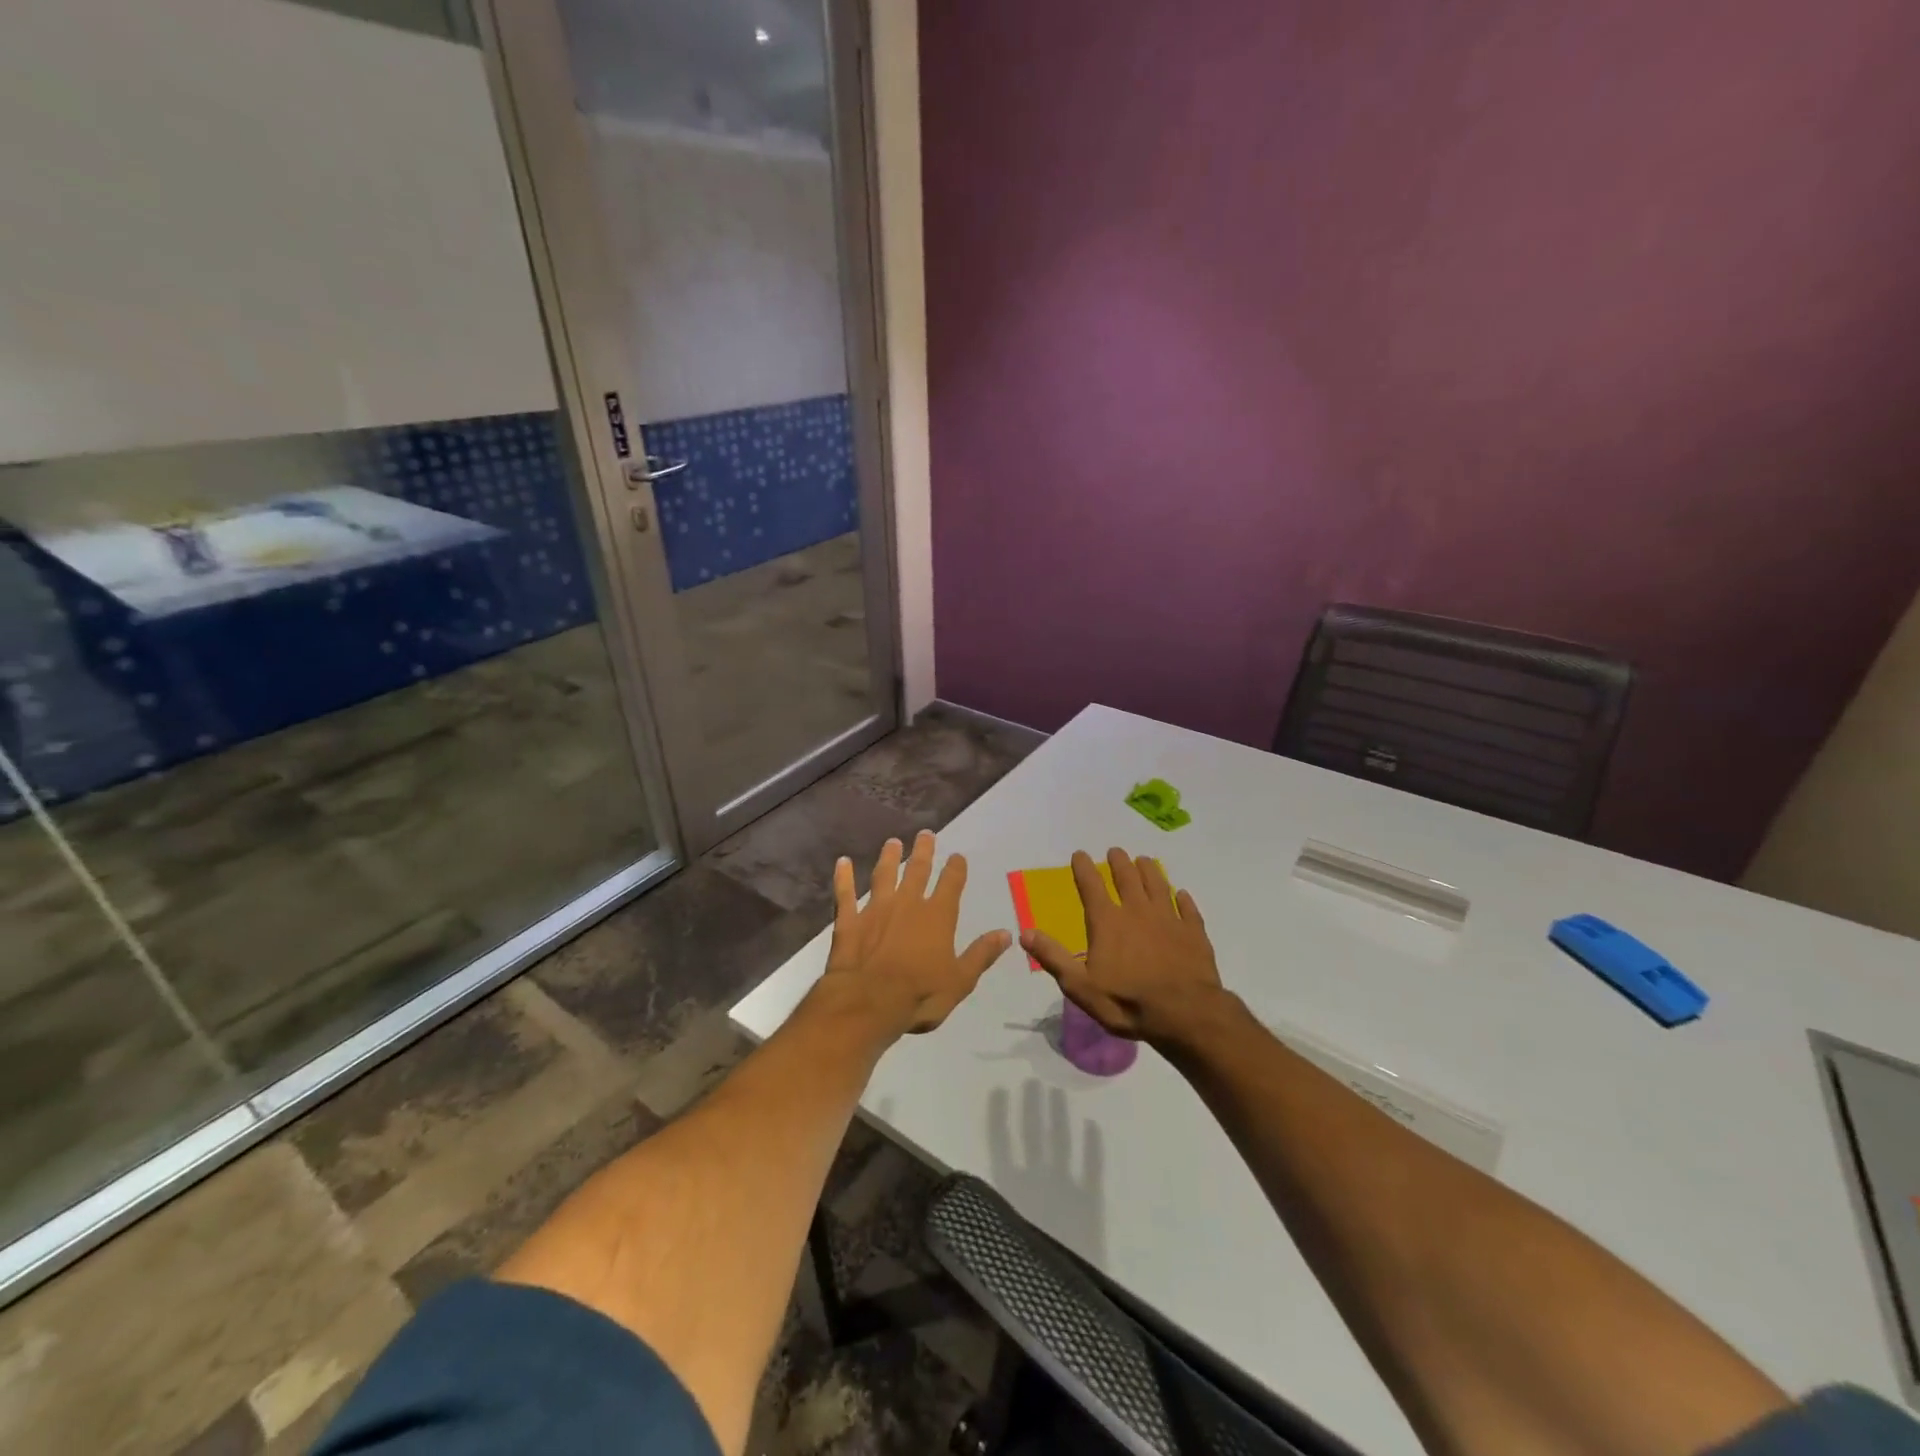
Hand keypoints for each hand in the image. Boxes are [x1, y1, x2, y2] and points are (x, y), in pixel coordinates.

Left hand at [816, 830, 1011, 1036]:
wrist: (868, 1002)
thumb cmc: (920, 994)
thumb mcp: (961, 980)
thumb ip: (981, 954)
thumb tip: (1006, 934)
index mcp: (938, 916)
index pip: (951, 884)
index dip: (956, 868)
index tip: (957, 856)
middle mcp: (907, 904)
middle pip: (917, 870)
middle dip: (923, 851)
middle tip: (925, 834)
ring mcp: (876, 909)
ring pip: (884, 875)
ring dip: (888, 858)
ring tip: (892, 842)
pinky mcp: (849, 921)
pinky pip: (845, 894)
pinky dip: (843, 877)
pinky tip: (843, 862)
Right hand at [1022, 848, 1225, 1043]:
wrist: (1185, 1014)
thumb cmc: (1127, 1002)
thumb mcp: (1080, 986)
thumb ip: (1053, 957)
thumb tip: (1024, 933)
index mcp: (1107, 922)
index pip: (1091, 886)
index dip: (1084, 868)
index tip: (1079, 854)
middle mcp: (1137, 912)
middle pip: (1127, 878)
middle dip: (1119, 862)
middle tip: (1115, 851)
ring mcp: (1169, 919)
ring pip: (1158, 885)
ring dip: (1149, 870)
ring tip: (1144, 860)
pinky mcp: (1194, 933)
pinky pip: (1188, 909)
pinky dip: (1184, 899)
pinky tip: (1182, 894)